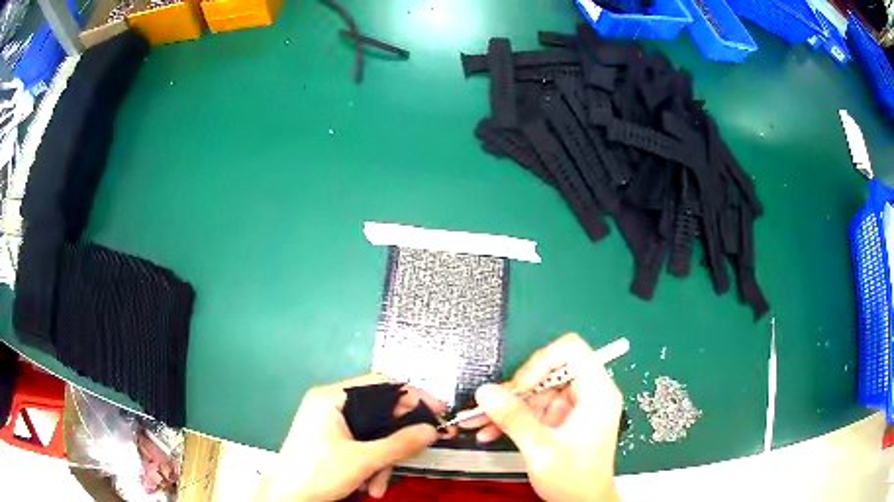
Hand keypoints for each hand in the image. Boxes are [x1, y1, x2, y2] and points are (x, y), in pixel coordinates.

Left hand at [267, 374, 445, 500]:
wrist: (287, 498)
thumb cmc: (316, 473)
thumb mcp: (363, 460)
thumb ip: (400, 444)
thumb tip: (431, 430)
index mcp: (332, 398)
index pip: (381, 385)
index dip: (413, 396)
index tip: (437, 411)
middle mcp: (330, 405)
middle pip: (379, 413)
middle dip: (395, 442)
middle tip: (419, 450)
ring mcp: (329, 423)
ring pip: (372, 435)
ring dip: (383, 461)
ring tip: (379, 484)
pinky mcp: (330, 440)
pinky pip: (362, 445)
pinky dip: (370, 465)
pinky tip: (369, 486)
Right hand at [462, 333, 622, 501]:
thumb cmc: (574, 479)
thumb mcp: (541, 450)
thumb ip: (514, 419)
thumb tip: (485, 391)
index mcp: (597, 393)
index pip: (572, 351)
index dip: (541, 361)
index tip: (520, 387)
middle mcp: (589, 394)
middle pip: (549, 371)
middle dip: (517, 389)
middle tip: (491, 407)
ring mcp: (575, 407)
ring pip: (537, 391)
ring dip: (509, 407)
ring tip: (481, 422)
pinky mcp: (563, 419)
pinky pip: (535, 408)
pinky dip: (514, 418)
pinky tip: (492, 432)